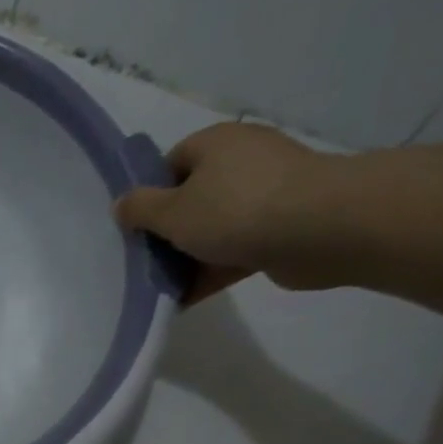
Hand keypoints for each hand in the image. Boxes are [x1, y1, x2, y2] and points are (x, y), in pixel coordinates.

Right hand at [113, 122, 336, 303]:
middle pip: (191, 199)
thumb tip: (121, 204)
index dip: (149, 195)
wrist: (321, 229)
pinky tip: (186, 299)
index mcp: (215, 144)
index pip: (170, 164)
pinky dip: (212, 271)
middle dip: (168, 232)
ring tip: (161, 288)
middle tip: (144, 261)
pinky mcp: (282, 228)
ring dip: (188, 257)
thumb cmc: (235, 210)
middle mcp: (242, 161)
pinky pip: (235, 250)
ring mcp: (266, 194)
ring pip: (213, 228)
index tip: (136, 228)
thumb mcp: (170, 211)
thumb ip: (139, 209)